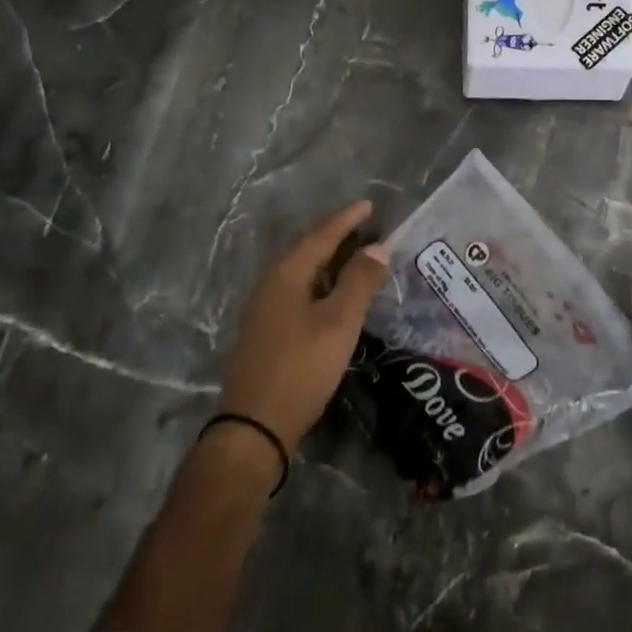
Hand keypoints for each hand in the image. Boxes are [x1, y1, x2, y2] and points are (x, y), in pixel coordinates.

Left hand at [218, 200, 387, 454]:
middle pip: (306, 250)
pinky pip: (297, 291)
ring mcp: (264, 310)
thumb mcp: (339, 322)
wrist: (255, 427)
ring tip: (352, 255)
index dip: (346, 220)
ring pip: (301, 272)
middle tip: (362, 226)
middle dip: (334, 235)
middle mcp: (270, 284)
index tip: (368, 205)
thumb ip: (359, 282)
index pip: (320, 236)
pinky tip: (330, 296)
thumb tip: (377, 247)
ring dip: (327, 260)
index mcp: (287, 274)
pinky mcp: (265, 333)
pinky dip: (319, 283)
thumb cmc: (302, 367)